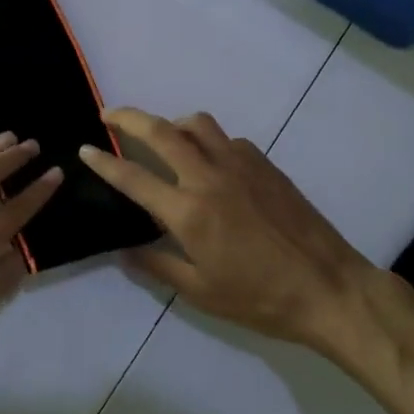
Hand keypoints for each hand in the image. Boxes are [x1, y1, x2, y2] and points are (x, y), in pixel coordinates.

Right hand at [80, 108, 370, 352]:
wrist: (329, 287)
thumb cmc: (261, 299)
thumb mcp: (202, 293)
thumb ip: (158, 266)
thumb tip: (124, 252)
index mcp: (189, 212)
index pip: (133, 178)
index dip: (104, 162)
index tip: (85, 148)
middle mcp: (209, 177)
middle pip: (161, 131)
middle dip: (128, 117)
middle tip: (108, 114)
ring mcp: (240, 165)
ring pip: (197, 124)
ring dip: (172, 123)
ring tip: (162, 137)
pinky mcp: (264, 164)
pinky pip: (227, 139)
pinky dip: (208, 141)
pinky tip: (210, 164)